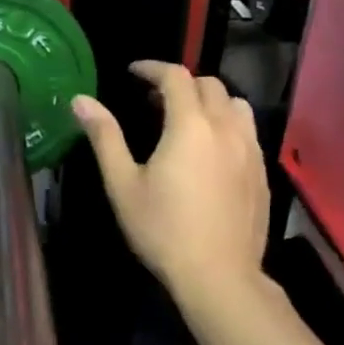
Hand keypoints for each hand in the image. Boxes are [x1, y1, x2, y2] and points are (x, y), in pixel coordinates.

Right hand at [72, 62, 270, 303]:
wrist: (219, 277)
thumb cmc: (163, 229)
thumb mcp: (123, 184)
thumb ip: (105, 137)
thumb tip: (81, 100)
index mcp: (190, 126)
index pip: (176, 76)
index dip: (152, 68)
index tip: (133, 73)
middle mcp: (225, 128)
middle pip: (209, 85)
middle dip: (181, 82)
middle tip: (154, 100)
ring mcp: (250, 150)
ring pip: (236, 104)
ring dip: (210, 100)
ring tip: (188, 119)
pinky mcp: (262, 173)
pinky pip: (248, 131)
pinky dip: (227, 124)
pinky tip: (211, 151)